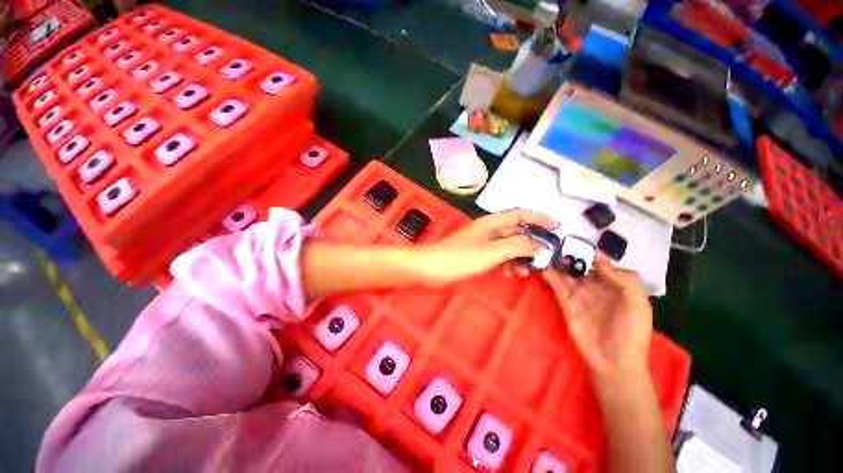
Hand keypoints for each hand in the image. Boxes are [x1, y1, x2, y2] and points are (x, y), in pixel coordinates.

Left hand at [417, 209, 557, 286]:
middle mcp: (488, 230)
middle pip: (515, 230)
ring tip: (528, 270)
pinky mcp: (476, 255)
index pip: (520, 214)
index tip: (556, 227)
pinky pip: (498, 256)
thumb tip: (539, 244)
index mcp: (491, 223)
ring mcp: (481, 243)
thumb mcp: (493, 251)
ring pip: (507, 246)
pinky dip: (507, 263)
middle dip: (531, 242)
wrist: (432, 268)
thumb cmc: (461, 257)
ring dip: (519, 256)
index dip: (539, 218)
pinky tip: (511, 274)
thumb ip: (517, 246)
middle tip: (545, 255)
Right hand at [542, 253, 652, 385]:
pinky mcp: (566, 303)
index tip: (577, 240)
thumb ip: (624, 279)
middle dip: (570, 255)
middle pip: (581, 266)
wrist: (614, 361)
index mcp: (615, 284)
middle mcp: (595, 286)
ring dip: (557, 264)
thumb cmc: (631, 332)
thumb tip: (598, 258)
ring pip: (566, 274)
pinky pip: (557, 287)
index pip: (601, 263)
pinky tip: (544, 268)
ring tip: (545, 252)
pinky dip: (550, 277)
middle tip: (555, 243)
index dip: (590, 252)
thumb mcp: (638, 304)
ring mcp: (579, 294)